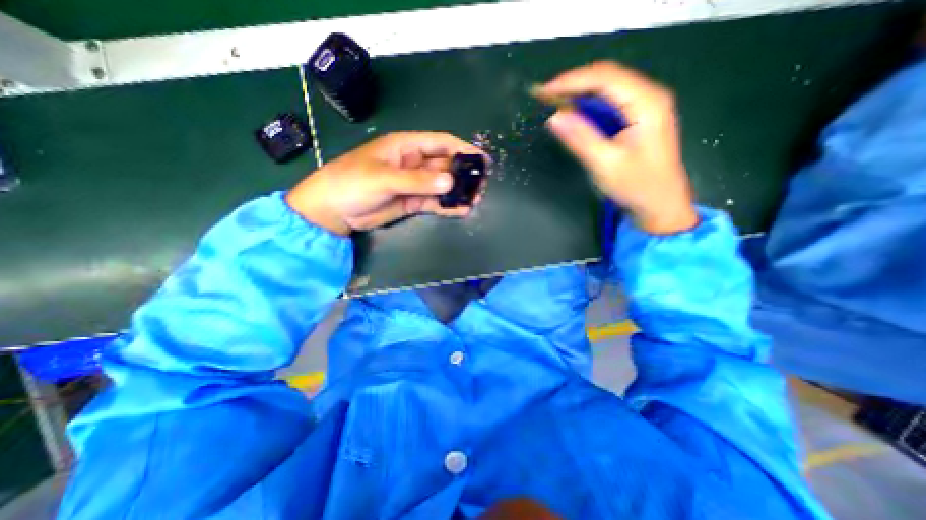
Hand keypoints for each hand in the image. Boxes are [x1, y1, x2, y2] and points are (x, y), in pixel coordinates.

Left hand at [287, 132, 484, 235]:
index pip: (440, 143)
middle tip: (481, 185)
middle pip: (445, 165)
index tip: (482, 159)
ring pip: (442, 185)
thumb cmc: (351, 183)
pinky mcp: (412, 202)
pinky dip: (447, 206)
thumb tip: (450, 182)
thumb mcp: (384, 178)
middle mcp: (413, 163)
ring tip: (476, 199)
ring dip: (458, 191)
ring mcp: (414, 184)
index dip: (462, 149)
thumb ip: (416, 180)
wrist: (333, 211)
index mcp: (406, 147)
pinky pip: (434, 202)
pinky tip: (461, 210)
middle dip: (463, 174)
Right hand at [532, 58, 698, 234]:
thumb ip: (580, 138)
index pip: (604, 78)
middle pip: (607, 77)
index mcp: (646, 103)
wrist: (661, 205)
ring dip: (580, 93)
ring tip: (555, 103)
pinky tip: (575, 114)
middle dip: (574, 84)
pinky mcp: (639, 118)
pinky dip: (589, 105)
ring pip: (608, 88)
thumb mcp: (605, 164)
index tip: (544, 92)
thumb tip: (554, 118)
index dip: (571, 80)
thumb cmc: (637, 187)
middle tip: (546, 97)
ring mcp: (646, 106)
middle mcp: (649, 96)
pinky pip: (610, 102)